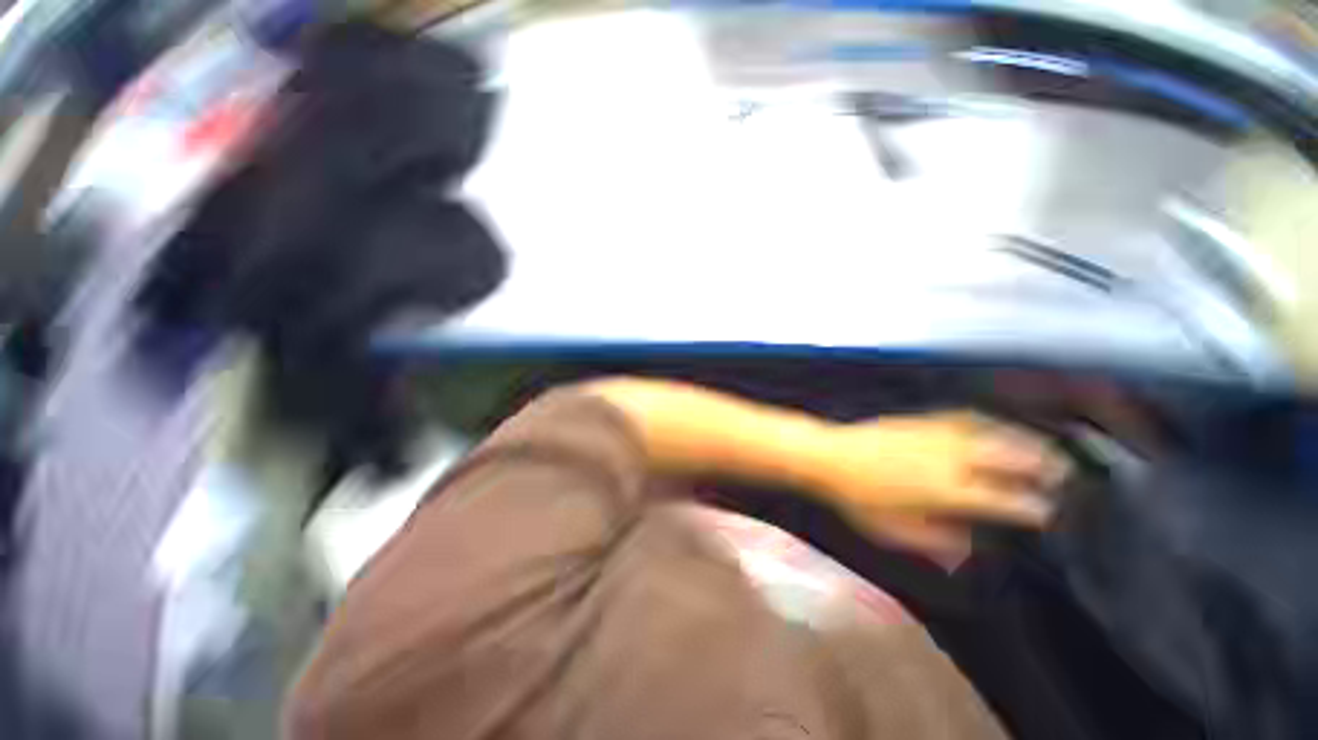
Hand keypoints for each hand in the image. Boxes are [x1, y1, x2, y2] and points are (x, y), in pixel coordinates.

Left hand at [816, 412, 1068, 566]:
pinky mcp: (919, 420)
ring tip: (1045, 446)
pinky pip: (963, 418)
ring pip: (991, 434)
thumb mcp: (894, 531)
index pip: (1005, 499)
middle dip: (1042, 465)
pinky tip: (995, 424)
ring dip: (1022, 439)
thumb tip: (968, 552)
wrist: (829, 455)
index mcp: (948, 491)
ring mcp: (935, 434)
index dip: (1033, 506)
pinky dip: (987, 421)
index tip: (1048, 512)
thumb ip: (936, 543)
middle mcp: (949, 459)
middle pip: (1008, 458)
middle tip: (1065, 473)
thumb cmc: (858, 498)